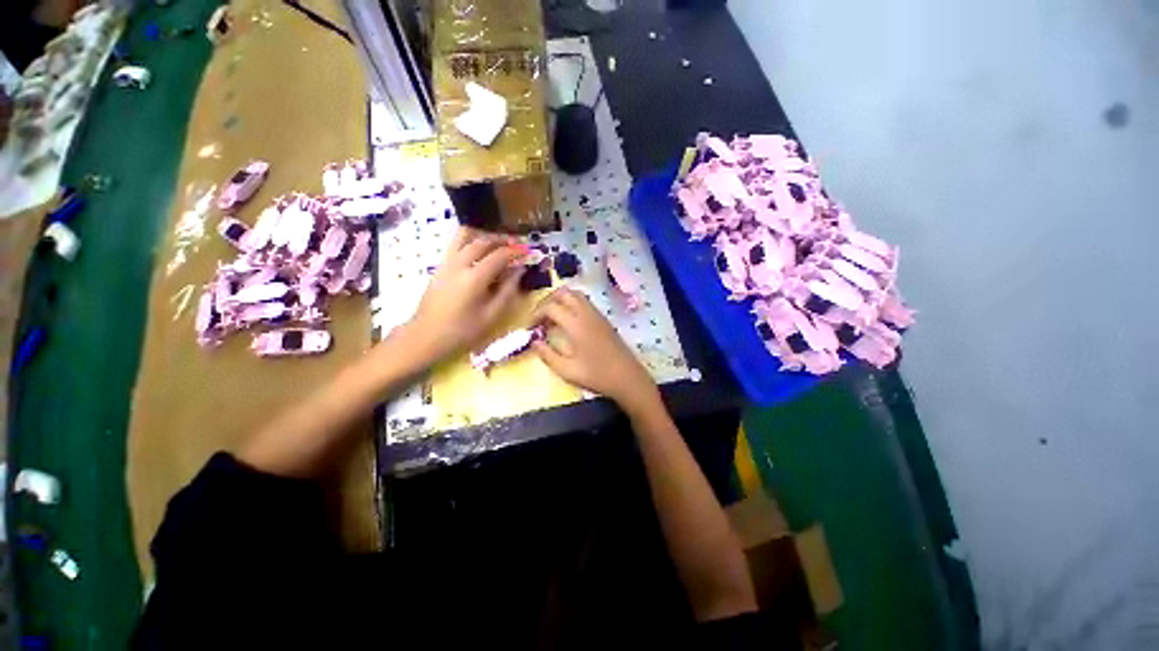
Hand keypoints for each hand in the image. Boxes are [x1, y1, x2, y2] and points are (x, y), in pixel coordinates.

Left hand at [405, 227, 524, 361]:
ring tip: (496, 245)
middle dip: (502, 240)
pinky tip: (479, 254)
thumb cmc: (462, 331)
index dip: (516, 251)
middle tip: (516, 245)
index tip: (528, 251)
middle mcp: (459, 264)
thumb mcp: (491, 316)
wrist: (425, 337)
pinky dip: (471, 242)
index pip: (499, 255)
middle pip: (482, 241)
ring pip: (464, 236)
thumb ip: (508, 291)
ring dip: (483, 236)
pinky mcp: (439, 266)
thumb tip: (519, 271)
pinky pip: (456, 244)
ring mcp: (446, 263)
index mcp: (474, 278)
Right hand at [533, 287, 658, 411]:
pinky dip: (572, 304)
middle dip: (547, 301)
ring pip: (576, 295)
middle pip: (564, 293)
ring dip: (561, 301)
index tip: (530, 327)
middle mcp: (587, 313)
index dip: (536, 314)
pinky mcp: (603, 319)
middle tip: (540, 318)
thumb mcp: (567, 370)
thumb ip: (547, 355)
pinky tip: (568, 322)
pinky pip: (584, 302)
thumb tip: (534, 342)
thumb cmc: (597, 375)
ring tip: (552, 318)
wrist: (627, 377)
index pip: (551, 307)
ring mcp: (597, 314)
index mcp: (576, 324)